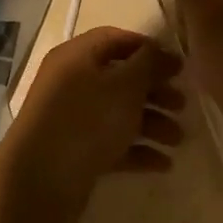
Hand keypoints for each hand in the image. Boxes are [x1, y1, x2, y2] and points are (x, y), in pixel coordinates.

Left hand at [0, 26, 183, 222]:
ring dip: (152, 123)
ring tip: (178, 141)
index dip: (149, 49)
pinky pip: (111, 143)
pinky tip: (162, 164)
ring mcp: (70, 119)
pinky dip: (136, 149)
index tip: (178, 66)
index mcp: (76, 56)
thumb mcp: (125, 85)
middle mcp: (70, 82)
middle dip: (155, 91)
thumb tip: (162, 51)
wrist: (39, 183)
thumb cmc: (86, 121)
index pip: (116, 39)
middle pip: (120, 78)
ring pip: (118, 113)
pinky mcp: (74, 152)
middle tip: (183, 106)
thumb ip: (148, 63)